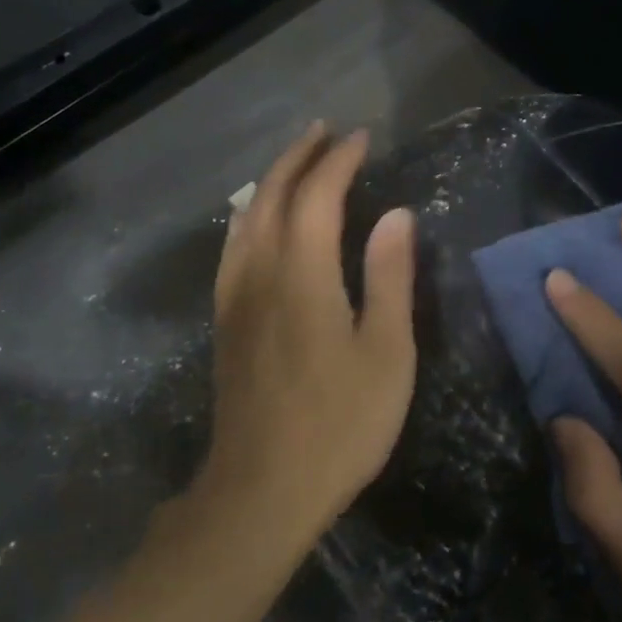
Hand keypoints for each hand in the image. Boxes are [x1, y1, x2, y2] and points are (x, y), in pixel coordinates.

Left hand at [202, 122, 416, 540]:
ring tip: (297, 160)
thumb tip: (397, 215)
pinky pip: (233, 244)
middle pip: (272, 193)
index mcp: (302, 273)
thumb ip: (390, 277)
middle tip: (326, 131)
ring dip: (271, 178)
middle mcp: (260, 270)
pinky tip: (257, 218)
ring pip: (246, 215)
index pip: (318, 194)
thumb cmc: (339, 423)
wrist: (261, 490)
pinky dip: (250, 213)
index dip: (339, 160)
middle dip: (299, 155)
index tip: (362, 138)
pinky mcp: (224, 319)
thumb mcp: (386, 352)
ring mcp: (234, 295)